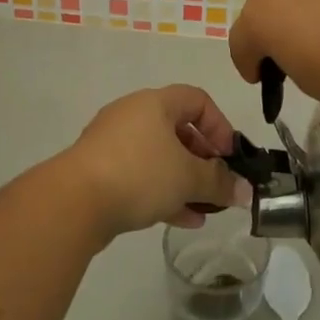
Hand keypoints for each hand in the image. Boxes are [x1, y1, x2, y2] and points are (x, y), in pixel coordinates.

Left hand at [57, 86, 249, 238]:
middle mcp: (133, 114)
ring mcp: (113, 143)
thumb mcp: (188, 178)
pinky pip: (140, 175)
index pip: (197, 100)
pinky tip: (182, 219)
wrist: (74, 201)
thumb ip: (220, 182)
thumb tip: (245, 191)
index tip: (229, 157)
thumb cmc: (139, 173)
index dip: (219, 126)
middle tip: (217, 185)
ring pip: (159, 156)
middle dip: (203, 159)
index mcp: (155, 102)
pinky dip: (162, 191)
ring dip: (184, 180)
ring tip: (204, 209)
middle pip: (178, 129)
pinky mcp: (99, 170)